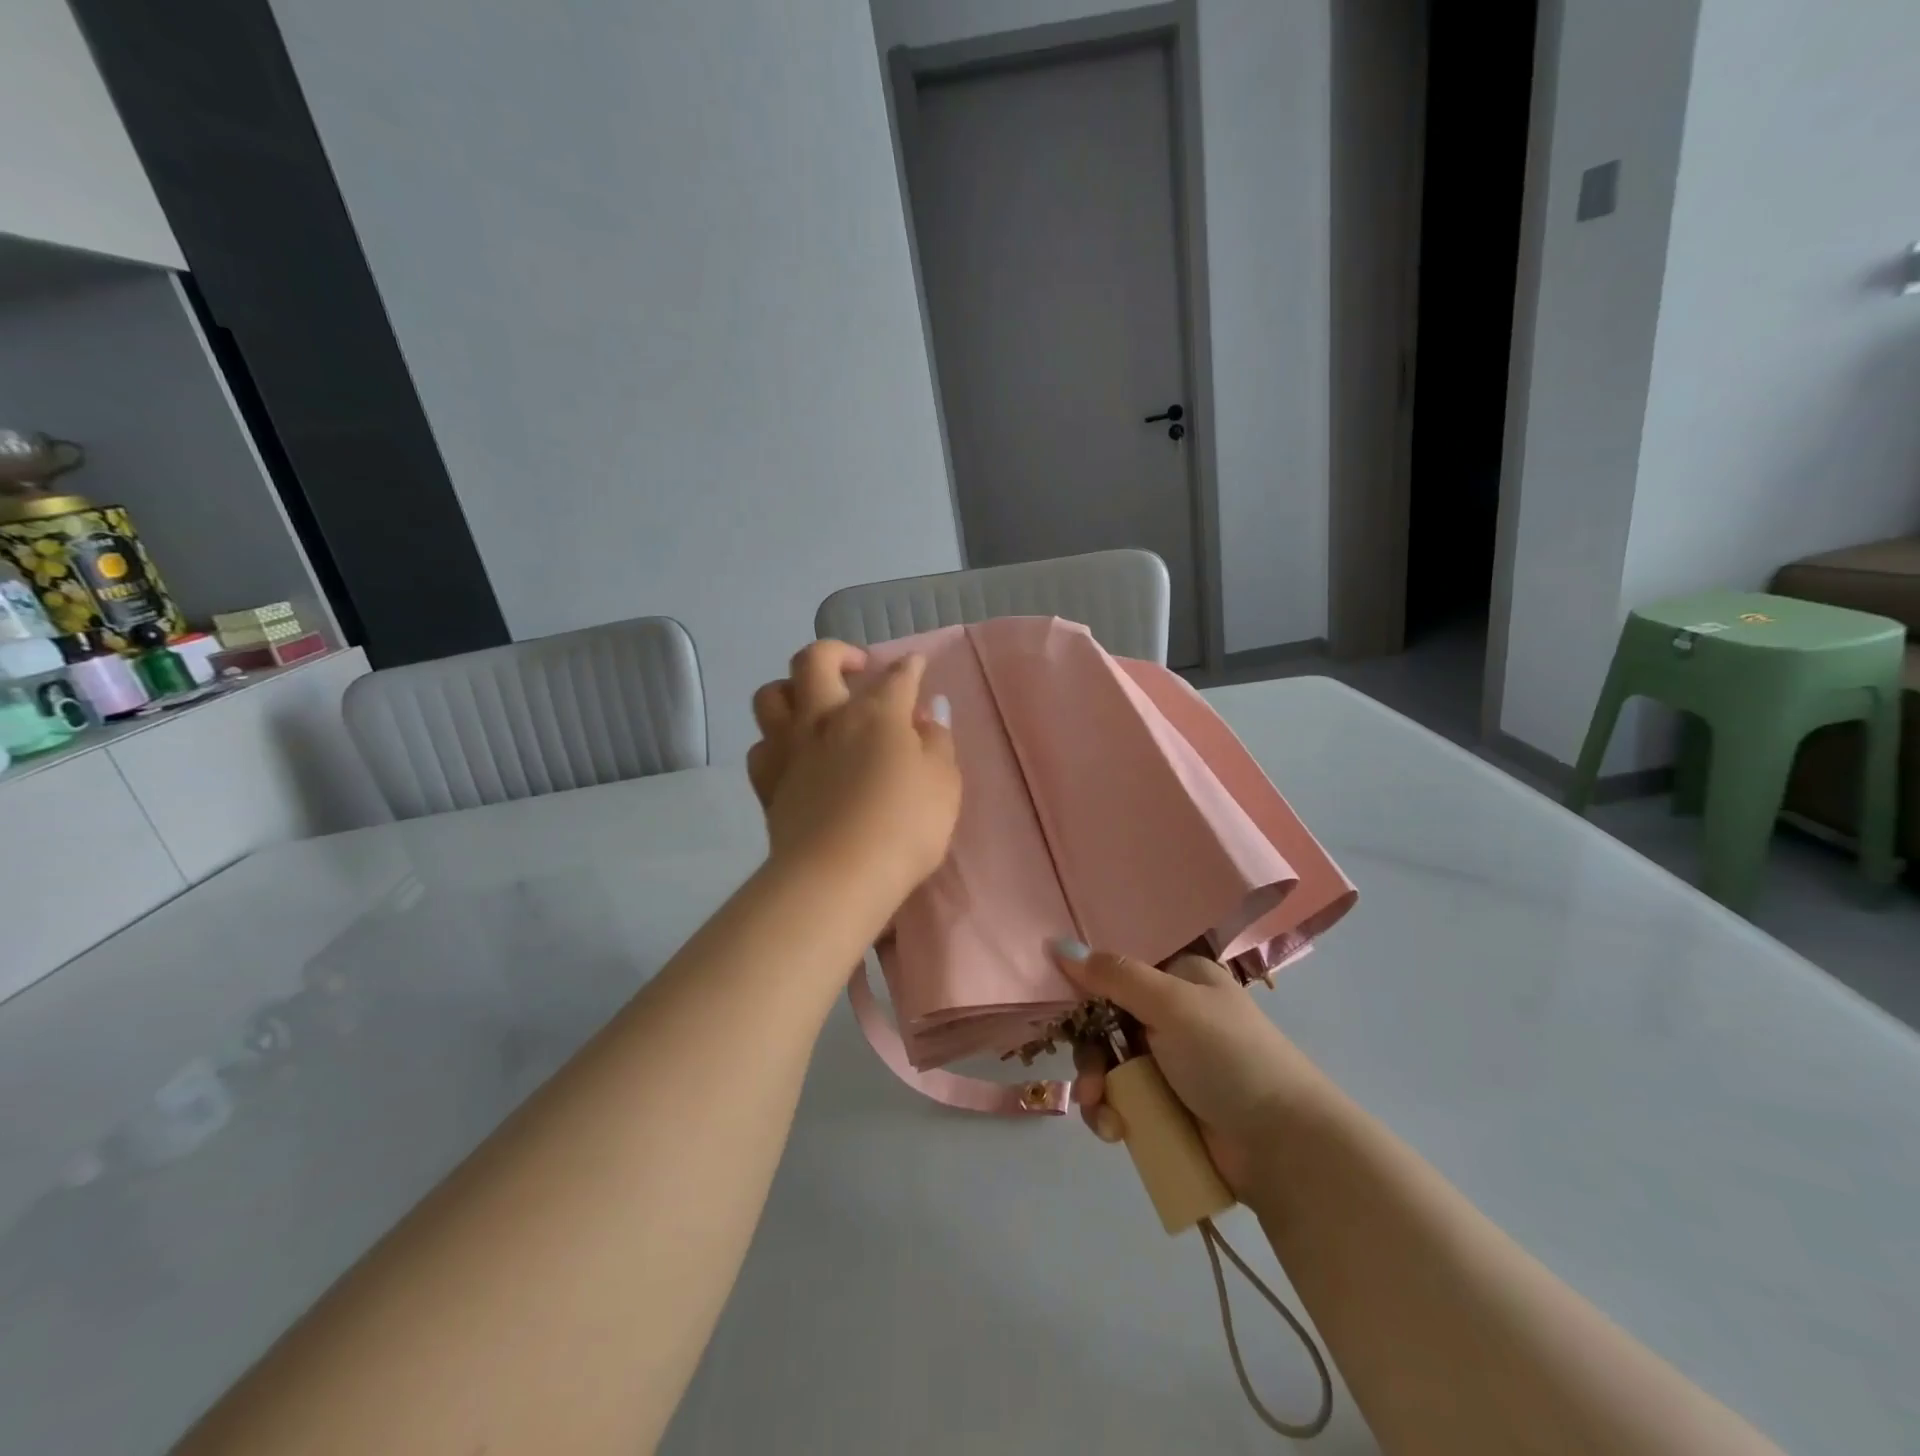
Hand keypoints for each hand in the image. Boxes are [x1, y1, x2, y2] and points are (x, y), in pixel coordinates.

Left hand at [747, 641, 960, 910]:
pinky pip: (760, 746)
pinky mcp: (767, 782)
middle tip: (855, 668)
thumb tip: (927, 712)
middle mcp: (825, 718)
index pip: (896, 676)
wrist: (838, 875)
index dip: (909, 667)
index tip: (915, 665)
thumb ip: (937, 741)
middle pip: (814, 660)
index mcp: (875, 713)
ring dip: (791, 688)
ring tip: (811, 703)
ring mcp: (789, 748)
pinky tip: (792, 754)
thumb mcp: (944, 783)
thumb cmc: (904, 827)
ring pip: (771, 695)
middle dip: (836, 652)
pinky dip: (775, 742)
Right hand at [1052, 945, 1328, 1198]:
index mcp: (1179, 978)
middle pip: (1105, 1022)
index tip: (1065, 1013)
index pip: (1117, 971)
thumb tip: (1059, 944)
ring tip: (1104, 1116)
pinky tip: (1116, 1132)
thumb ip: (1115, 976)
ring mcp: (1170, 1064)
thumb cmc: (1229, 1057)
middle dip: (1091, 1055)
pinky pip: (1123, 1101)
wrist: (1284, 1147)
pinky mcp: (1168, 1107)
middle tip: (1092, 1083)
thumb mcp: (1172, 1005)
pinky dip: (1112, 1114)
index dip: (1086, 990)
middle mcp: (1171, 1015)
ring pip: (1109, 1065)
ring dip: (1098, 1090)